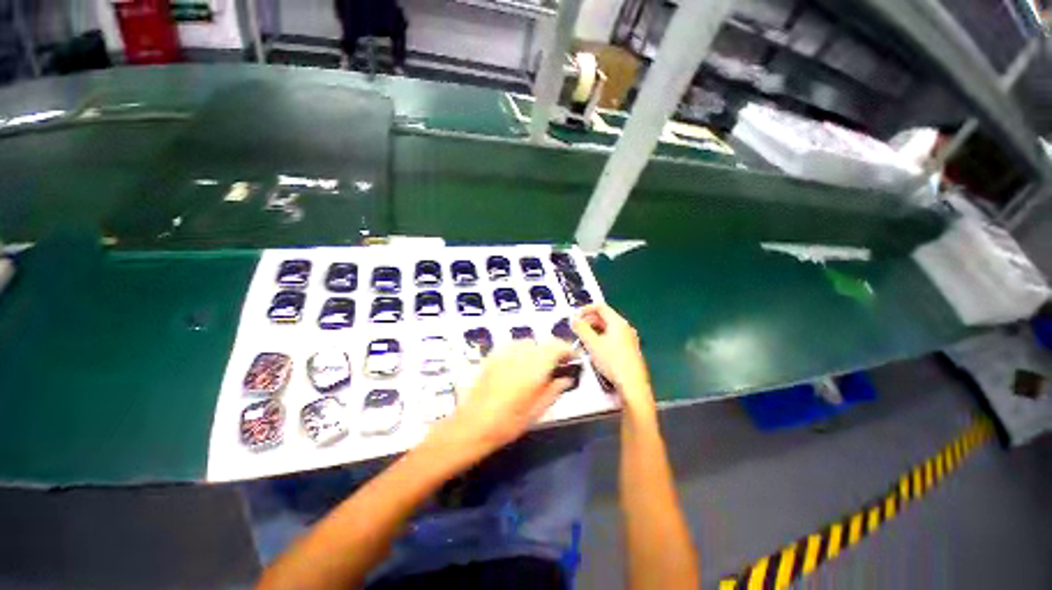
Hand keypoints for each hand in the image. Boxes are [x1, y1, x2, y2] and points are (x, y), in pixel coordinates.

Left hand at [427, 340, 576, 459]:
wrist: (472, 425)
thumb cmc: (508, 423)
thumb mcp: (537, 411)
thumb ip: (554, 390)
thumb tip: (566, 378)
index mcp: (534, 367)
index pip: (557, 346)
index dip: (567, 350)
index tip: (572, 360)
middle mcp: (520, 354)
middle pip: (543, 343)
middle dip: (553, 351)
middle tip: (556, 367)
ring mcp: (504, 353)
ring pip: (527, 342)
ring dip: (537, 350)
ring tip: (537, 367)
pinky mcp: (492, 356)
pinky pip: (512, 346)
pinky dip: (521, 351)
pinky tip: (518, 366)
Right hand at [572, 304, 654, 413]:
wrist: (632, 384)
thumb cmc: (613, 362)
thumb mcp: (592, 344)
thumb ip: (581, 329)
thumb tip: (574, 319)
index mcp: (618, 322)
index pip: (600, 307)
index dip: (586, 309)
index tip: (575, 316)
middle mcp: (625, 328)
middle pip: (604, 317)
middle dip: (588, 320)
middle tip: (577, 328)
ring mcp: (628, 338)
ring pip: (607, 328)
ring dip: (594, 330)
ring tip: (583, 339)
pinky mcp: (628, 349)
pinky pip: (612, 337)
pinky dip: (601, 338)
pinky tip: (594, 349)